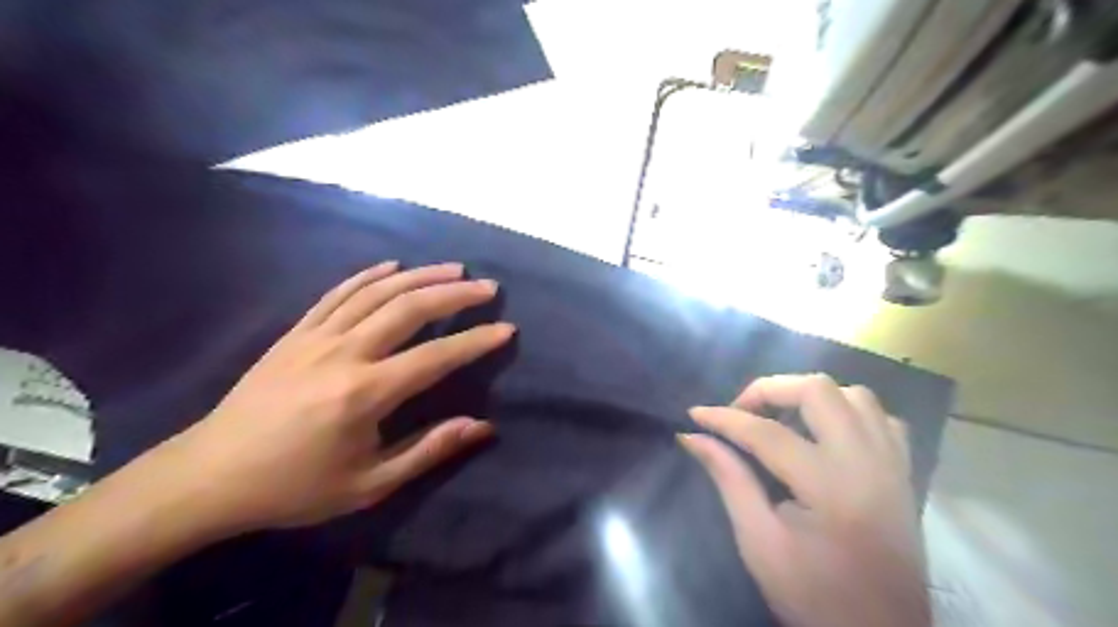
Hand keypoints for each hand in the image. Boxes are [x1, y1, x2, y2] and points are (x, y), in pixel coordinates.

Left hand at [149, 260, 515, 534]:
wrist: (209, 476)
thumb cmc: (295, 487)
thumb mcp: (369, 483)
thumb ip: (428, 450)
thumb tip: (481, 426)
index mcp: (365, 393)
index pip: (436, 357)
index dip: (476, 340)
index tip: (506, 328)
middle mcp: (344, 353)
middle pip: (409, 308)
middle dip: (455, 294)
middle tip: (487, 287)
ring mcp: (316, 337)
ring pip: (377, 292)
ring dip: (420, 275)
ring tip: (453, 268)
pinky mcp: (296, 333)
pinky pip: (338, 293)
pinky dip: (369, 276)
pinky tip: (392, 267)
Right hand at [686, 376, 932, 623]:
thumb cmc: (814, 596)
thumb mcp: (759, 541)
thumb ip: (729, 479)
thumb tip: (692, 437)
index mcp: (830, 485)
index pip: (766, 432)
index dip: (724, 418)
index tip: (695, 414)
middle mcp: (867, 462)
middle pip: (817, 390)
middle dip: (769, 389)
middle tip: (740, 411)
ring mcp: (892, 464)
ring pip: (854, 394)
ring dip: (810, 396)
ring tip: (781, 417)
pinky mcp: (904, 473)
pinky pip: (880, 418)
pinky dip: (848, 412)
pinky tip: (825, 432)